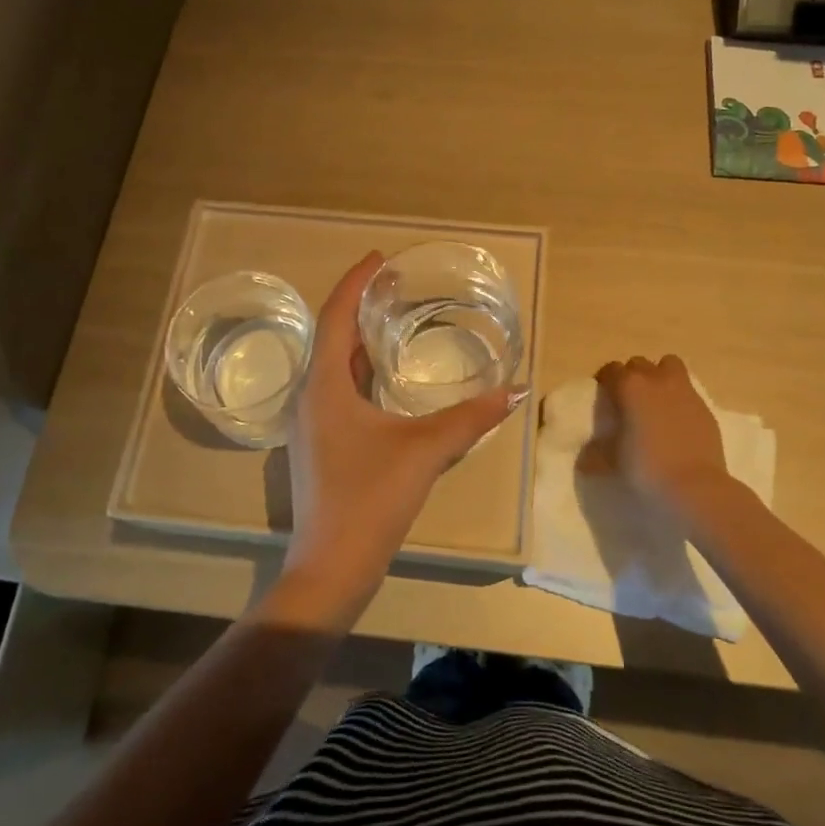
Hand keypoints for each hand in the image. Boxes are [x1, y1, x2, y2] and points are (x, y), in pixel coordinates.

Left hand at [274, 252, 526, 626]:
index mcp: (324, 385)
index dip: (355, 281)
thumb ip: (469, 419)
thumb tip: (513, 390)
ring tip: (394, 322)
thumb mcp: (424, 452)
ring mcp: (312, 424)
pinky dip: (361, 372)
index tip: (380, 258)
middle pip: (332, 336)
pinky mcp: (320, 445)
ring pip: (334, 366)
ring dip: (360, 340)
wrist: (330, 567)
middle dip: (360, 306)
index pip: (335, 315)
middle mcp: (311, 397)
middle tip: (396, 286)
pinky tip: (388, 379)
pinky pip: (339, 390)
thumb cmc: (369, 499)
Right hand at [593, 354, 730, 508]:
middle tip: (628, 399)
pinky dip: (679, 397)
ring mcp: (684, 391)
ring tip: (655, 399)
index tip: (604, 397)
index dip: (605, 381)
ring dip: (659, 375)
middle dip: (632, 376)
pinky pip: (687, 389)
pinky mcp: (704, 406)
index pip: (611, 370)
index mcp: (629, 387)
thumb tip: (585, 459)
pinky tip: (676, 420)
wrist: (694, 486)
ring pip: (669, 365)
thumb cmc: (646, 468)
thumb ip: (596, 454)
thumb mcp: (612, 462)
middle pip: (639, 364)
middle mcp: (656, 380)